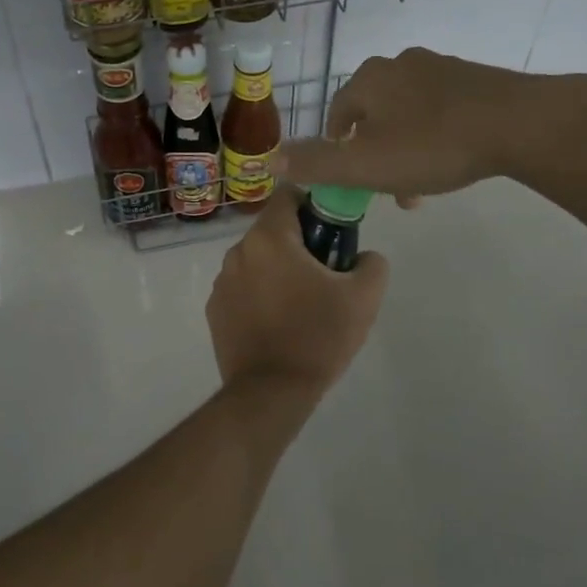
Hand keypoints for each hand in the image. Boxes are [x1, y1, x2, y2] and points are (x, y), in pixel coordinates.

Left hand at [205, 187, 388, 398]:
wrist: (271, 392)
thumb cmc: (318, 336)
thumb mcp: (363, 298)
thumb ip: (372, 263)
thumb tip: (363, 256)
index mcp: (269, 238)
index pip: (288, 194)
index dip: (313, 204)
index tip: (331, 231)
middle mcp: (238, 251)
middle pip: (273, 230)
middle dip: (299, 243)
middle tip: (326, 274)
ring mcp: (221, 282)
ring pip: (257, 260)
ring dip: (278, 270)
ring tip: (303, 304)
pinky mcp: (215, 310)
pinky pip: (243, 288)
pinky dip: (260, 295)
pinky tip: (279, 324)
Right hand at [276, 48, 586, 200]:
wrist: (519, 123)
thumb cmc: (433, 145)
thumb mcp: (365, 164)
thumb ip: (316, 163)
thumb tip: (270, 159)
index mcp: (368, 79)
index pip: (337, 114)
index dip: (337, 148)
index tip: (350, 179)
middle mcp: (399, 64)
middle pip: (373, 114)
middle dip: (375, 153)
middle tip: (390, 189)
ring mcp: (439, 67)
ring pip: (407, 113)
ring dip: (406, 147)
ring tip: (424, 183)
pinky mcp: (474, 78)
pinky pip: (440, 108)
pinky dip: (436, 134)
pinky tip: (453, 157)